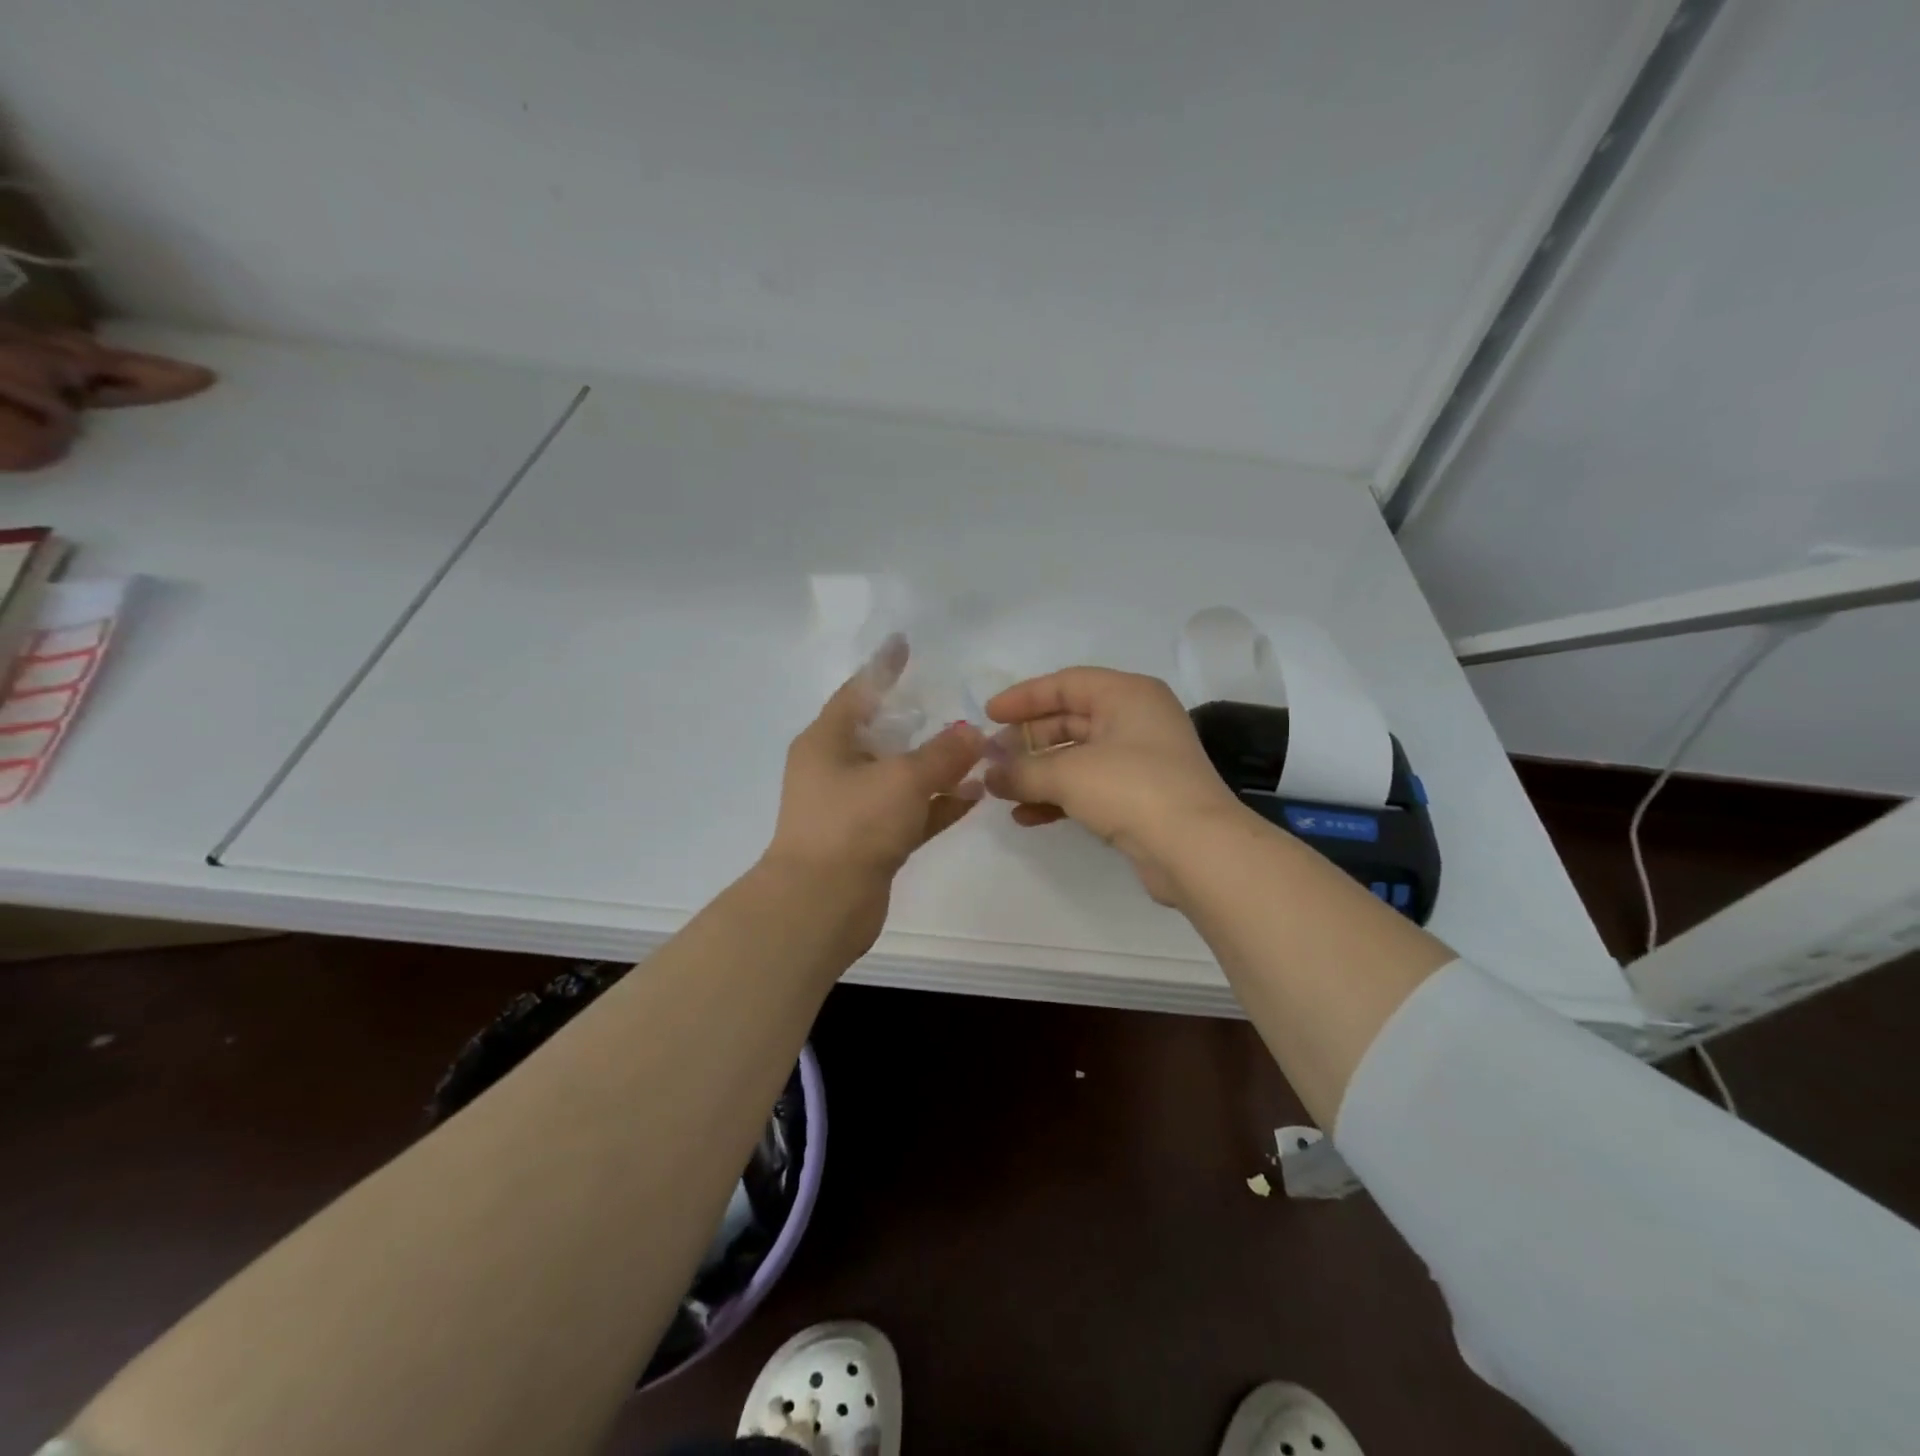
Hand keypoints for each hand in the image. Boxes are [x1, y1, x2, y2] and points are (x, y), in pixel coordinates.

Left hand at [763, 643, 985, 942]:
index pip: (859, 691)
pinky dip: (938, 802)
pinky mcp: (871, 841)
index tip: (905, 645)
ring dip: (937, 766)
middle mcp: (836, 769)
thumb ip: (942, 754)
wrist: (820, 906)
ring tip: (979, 751)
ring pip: (900, 776)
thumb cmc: (853, 825)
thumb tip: (972, 733)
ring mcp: (853, 808)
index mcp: (827, 742)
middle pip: (882, 734)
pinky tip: (975, 794)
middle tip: (954, 703)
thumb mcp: (902, 779)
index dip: (884, 667)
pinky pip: (910, 811)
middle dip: (919, 721)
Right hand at [984, 668, 1243, 903]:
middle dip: (1027, 740)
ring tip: (1001, 789)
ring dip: (1038, 772)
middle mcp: (1136, 720)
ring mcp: (1140, 760)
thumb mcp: (1068, 774)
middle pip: (1069, 719)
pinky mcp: (1139, 797)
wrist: (1196, 850)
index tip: (988, 715)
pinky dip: (1058, 797)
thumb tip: (989, 775)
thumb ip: (1022, 770)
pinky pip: (1088, 787)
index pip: (1066, 683)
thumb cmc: (1131, 789)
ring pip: (1076, 756)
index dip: (1023, 697)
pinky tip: (1026, 816)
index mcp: (1127, 695)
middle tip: (992, 757)